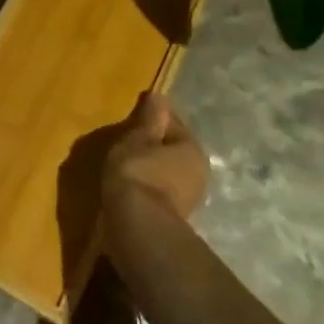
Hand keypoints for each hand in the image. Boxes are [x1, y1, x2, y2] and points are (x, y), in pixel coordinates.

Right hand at [103, 92, 207, 220]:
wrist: (138, 227)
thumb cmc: (138, 172)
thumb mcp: (138, 138)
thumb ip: (149, 118)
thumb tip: (159, 96)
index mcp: (192, 149)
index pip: (172, 123)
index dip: (153, 117)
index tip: (134, 117)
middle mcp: (198, 173)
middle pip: (172, 150)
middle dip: (153, 146)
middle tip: (128, 142)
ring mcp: (189, 199)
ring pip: (166, 173)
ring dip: (150, 168)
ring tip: (125, 166)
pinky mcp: (174, 219)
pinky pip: (158, 192)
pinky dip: (147, 188)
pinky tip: (130, 188)